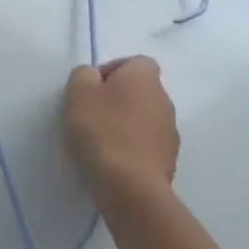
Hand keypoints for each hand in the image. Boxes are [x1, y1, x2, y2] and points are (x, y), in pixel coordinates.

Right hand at [64, 56, 179, 205]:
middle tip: (92, 112)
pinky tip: (114, 159)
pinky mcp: (169, 160)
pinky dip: (133, 146)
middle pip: (140, 90)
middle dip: (118, 97)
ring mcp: (170, 132)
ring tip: (101, 139)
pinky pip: (147, 143)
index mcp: (144, 77)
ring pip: (144, 117)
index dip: (113, 69)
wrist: (130, 186)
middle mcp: (164, 99)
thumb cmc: (102, 129)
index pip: (136, 62)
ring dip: (126, 123)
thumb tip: (94, 78)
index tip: (93, 87)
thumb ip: (84, 75)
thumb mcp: (78, 91)